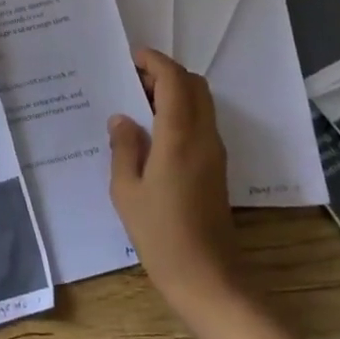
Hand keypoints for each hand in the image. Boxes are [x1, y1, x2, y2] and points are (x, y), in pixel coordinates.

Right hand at [108, 49, 241, 317]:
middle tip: (133, 81)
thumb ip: (124, 147)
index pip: (174, 80)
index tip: (131, 58)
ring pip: (201, 102)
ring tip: (139, 105)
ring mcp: (214, 152)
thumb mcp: (127, 191)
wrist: (209, 279)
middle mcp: (203, 136)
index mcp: (180, 135)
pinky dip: (181, 112)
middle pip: (194, 85)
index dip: (154, 62)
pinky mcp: (217, 168)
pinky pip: (201, 123)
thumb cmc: (161, 234)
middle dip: (165, 73)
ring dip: (175, 92)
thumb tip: (122, 119)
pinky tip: (154, 133)